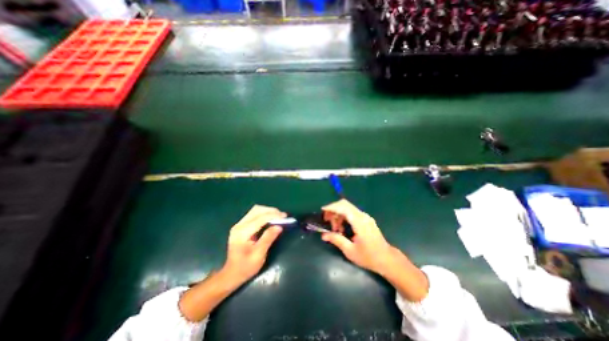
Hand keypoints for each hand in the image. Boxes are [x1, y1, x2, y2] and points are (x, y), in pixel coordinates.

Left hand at [221, 204, 284, 285]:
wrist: (231, 274)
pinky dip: (264, 214)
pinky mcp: (241, 226)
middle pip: (257, 210)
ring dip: (268, 211)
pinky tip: (271, 219)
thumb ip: (268, 239)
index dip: (273, 215)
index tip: (285, 216)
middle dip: (271, 211)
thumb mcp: (259, 255)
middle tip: (283, 216)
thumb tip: (279, 226)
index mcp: (242, 232)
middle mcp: (239, 225)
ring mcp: (239, 224)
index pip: (260, 218)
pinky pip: (254, 214)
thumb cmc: (245, 267)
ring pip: (256, 210)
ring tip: (278, 217)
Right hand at [320, 199, 397, 275]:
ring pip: (347, 208)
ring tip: (335, 229)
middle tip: (327, 221)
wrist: (387, 259)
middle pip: (345, 205)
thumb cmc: (369, 257)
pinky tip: (342, 228)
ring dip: (338, 215)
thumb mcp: (350, 251)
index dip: (332, 207)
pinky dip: (344, 217)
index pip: (343, 207)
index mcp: (359, 222)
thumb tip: (323, 235)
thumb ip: (336, 240)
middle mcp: (362, 216)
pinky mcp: (366, 219)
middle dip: (333, 210)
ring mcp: (365, 217)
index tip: (322, 211)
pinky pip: (352, 213)